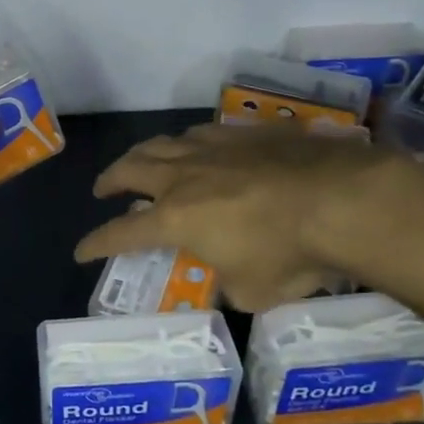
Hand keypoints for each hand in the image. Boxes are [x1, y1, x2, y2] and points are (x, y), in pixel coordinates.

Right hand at [73, 123, 416, 310]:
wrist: (343, 200)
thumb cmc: (290, 254)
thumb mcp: (252, 291)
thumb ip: (229, 284)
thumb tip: (228, 279)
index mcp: (175, 219)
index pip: (121, 234)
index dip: (96, 244)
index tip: (81, 251)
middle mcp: (183, 177)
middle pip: (131, 169)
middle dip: (111, 180)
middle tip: (104, 189)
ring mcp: (214, 149)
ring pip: (163, 142)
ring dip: (143, 154)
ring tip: (142, 161)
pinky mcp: (246, 134)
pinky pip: (203, 133)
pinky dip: (188, 142)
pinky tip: (198, 147)